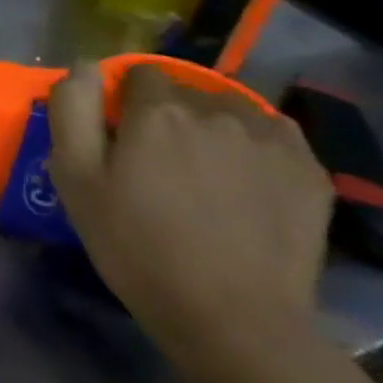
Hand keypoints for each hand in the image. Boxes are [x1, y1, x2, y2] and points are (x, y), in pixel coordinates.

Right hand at [47, 62, 333, 377]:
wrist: (232, 318)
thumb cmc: (135, 246)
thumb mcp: (75, 178)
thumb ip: (73, 109)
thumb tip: (86, 64)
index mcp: (157, 110)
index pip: (140, 74)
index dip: (125, 101)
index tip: (120, 136)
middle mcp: (217, 110)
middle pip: (186, 92)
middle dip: (169, 115)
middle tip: (159, 163)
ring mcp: (272, 139)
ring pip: (232, 111)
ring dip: (213, 127)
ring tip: (205, 173)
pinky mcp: (310, 170)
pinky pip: (273, 137)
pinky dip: (254, 148)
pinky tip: (244, 185)